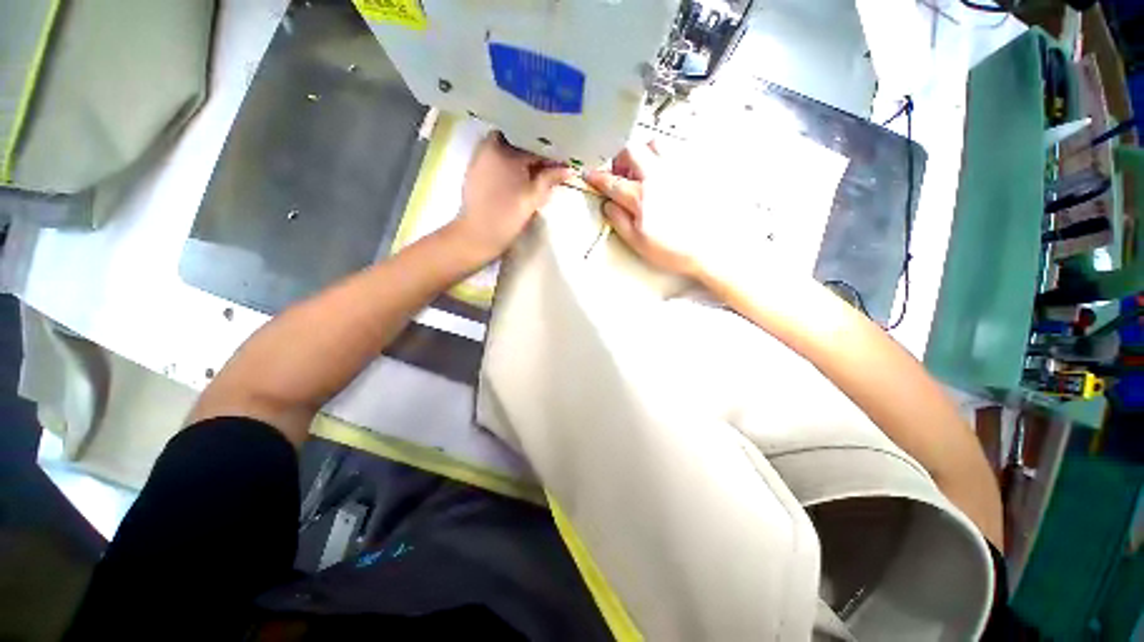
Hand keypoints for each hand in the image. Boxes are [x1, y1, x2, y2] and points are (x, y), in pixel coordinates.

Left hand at [448, 132, 571, 265]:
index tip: (563, 157)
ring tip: (540, 169)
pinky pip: (497, 159)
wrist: (477, 236)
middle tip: (553, 162)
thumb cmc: (506, 216)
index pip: (532, 141)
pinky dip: (511, 164)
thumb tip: (568, 169)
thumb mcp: (533, 197)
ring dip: (523, 157)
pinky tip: (523, 176)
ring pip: (507, 149)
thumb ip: (549, 179)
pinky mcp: (476, 171)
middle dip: (536, 150)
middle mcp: (488, 147)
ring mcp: (479, 158)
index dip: (549, 150)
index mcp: (502, 148)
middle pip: (518, 141)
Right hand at [582, 143, 700, 276]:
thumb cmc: (673, 249)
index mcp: (640, 197)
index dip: (597, 178)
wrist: (710, 248)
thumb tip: (607, 204)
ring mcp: (677, 170)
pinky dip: (663, 156)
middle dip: (619, 159)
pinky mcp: (694, 170)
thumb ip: (619, 221)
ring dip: (643, 153)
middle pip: (631, 151)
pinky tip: (664, 174)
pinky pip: (676, 150)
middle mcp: (657, 176)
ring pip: (654, 143)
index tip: (589, 175)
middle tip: (620, 174)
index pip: (612, 182)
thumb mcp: (638, 242)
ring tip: (643, 170)